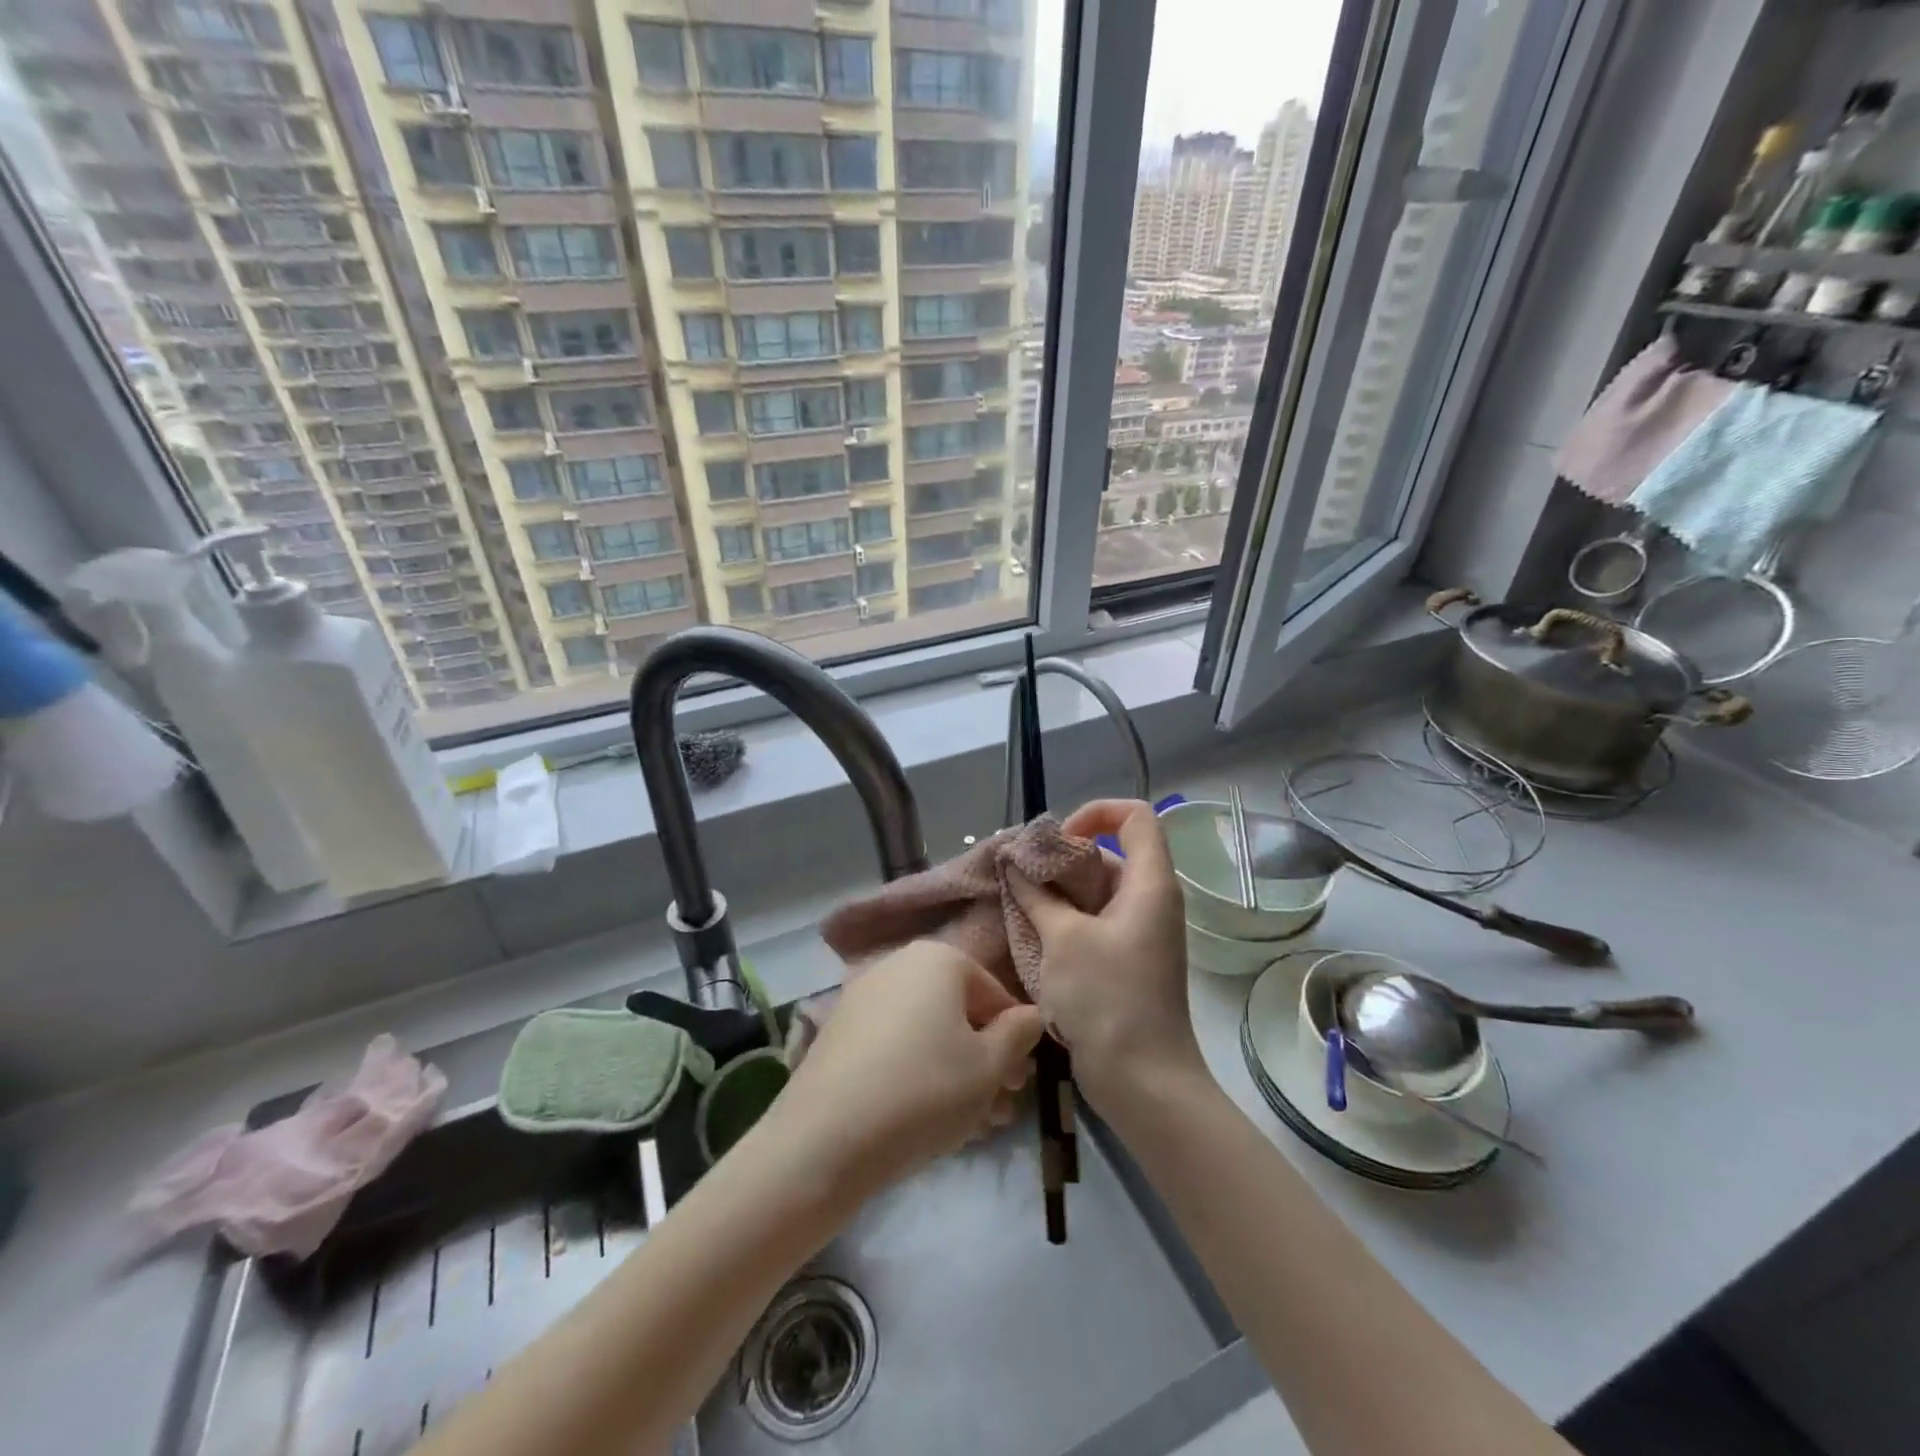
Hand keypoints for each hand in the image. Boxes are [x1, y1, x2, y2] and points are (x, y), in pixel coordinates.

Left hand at [768, 941, 1043, 1198]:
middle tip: (999, 1110)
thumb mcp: (989, 1066)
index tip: (1019, 1086)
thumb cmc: (924, 1090)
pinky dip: (917, 1074)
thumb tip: (1029, 1015)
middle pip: (959, 1013)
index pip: (995, 994)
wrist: (825, 1139)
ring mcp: (863, 997)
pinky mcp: (840, 1032)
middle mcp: (898, 965)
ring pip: (928, 1034)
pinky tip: (926, 1119)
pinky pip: (895, 1047)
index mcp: (938, 958)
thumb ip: (1019, 1034)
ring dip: (956, 1074)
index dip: (1015, 1041)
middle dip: (985, 1062)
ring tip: (969, 1126)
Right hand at [1007, 799, 1205, 1111]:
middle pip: (1112, 852)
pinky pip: (1097, 919)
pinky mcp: (1129, 959)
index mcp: (1150, 884)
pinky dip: (1067, 917)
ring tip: (1018, 900)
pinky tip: (1032, 930)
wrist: (1143, 1081)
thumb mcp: (1063, 939)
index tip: (1057, 838)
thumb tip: (1015, 863)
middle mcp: (1152, 900)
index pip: (1136, 816)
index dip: (1097, 813)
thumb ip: (1037, 895)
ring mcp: (1141, 932)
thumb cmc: (1107, 999)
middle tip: (1023, 872)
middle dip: (1065, 855)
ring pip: (1100, 889)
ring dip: (1060, 890)